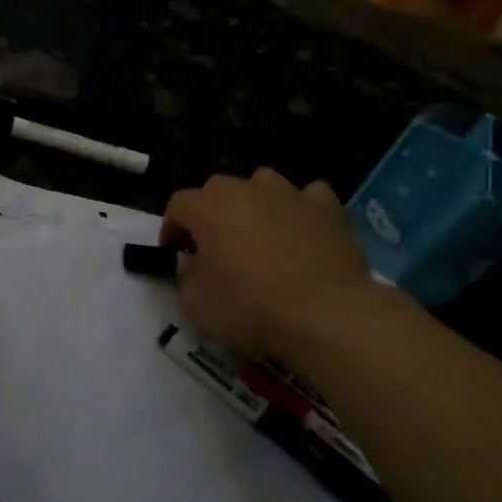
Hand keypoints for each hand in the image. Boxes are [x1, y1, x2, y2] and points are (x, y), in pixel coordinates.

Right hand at [162, 168, 375, 361]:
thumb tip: (194, 271)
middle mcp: (247, 189)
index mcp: (208, 206)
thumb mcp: (195, 304)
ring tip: (260, 238)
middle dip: (212, 215)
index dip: (172, 231)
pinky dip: (300, 211)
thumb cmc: (250, 307)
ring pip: (263, 185)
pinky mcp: (329, 209)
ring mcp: (291, 194)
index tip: (177, 258)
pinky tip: (302, 234)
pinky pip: (308, 198)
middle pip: (218, 190)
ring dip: (255, 205)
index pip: (177, 205)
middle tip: (216, 250)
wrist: (326, 315)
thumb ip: (186, 279)